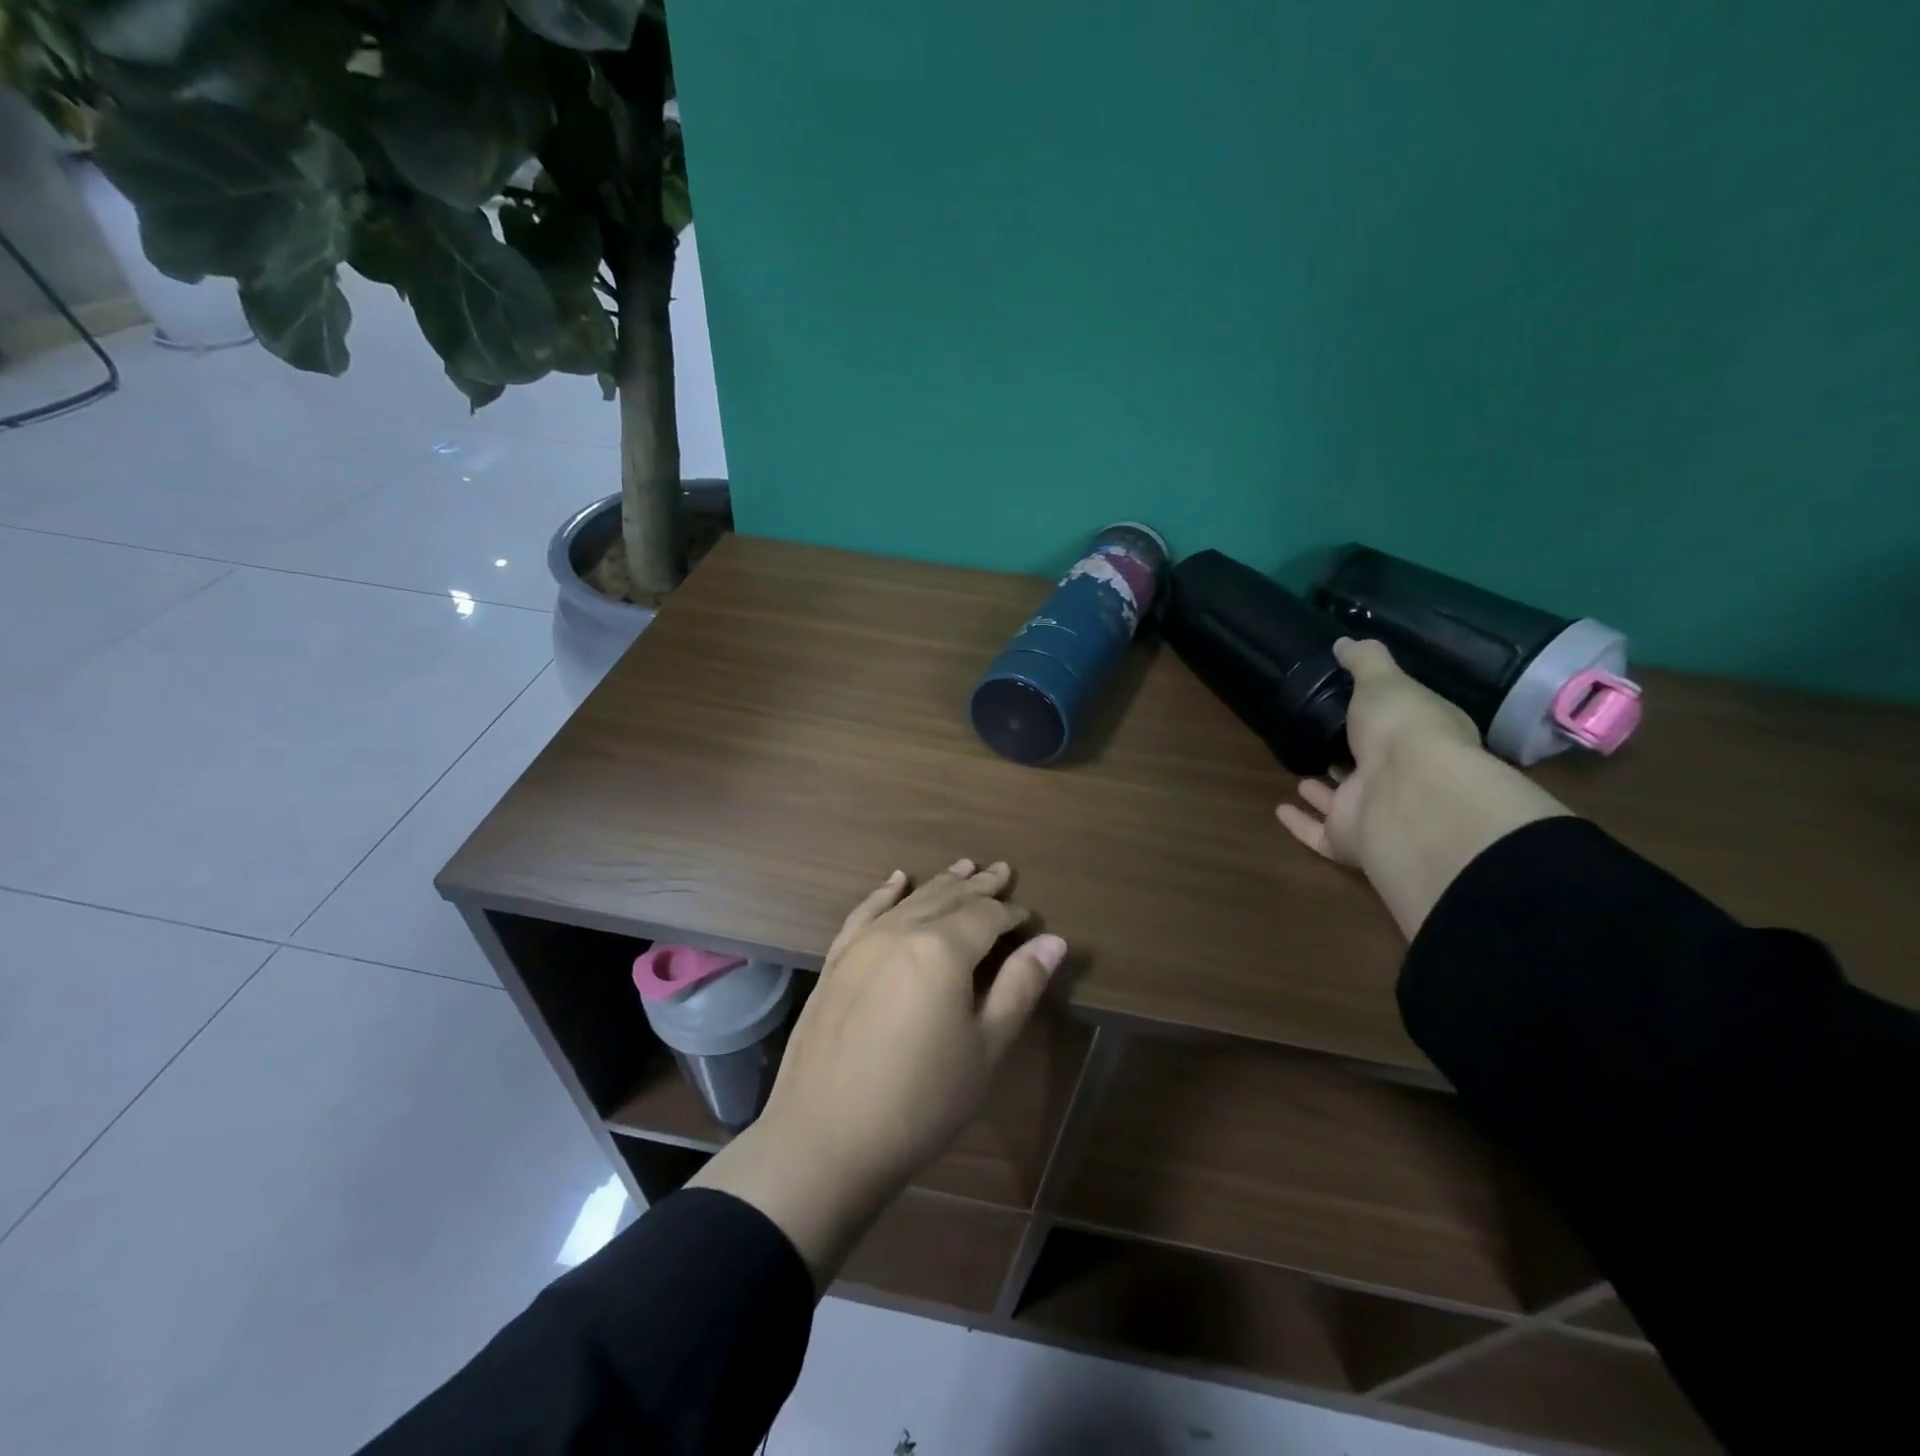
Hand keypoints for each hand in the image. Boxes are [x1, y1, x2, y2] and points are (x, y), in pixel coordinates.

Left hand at [769, 858, 1066, 1190]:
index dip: (1011, 913)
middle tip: (1001, 870)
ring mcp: (862, 942)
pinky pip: (865, 912)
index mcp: (942, 949)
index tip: (1029, 917)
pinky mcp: (836, 960)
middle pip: (948, 897)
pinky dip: (885, 892)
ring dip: (940, 882)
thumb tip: (1052, 941)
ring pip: (911, 899)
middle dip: (979, 885)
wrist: (824, 1138)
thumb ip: (1018, 988)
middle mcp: (901, 931)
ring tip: (963, 865)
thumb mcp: (984, 1049)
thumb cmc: (920, 1102)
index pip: (987, 916)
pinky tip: (896, 880)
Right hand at [1277, 638, 1479, 866]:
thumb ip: (1365, 660)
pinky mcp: (1349, 842)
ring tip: (1301, 775)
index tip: (1355, 707)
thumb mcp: (1384, 680)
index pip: (1404, 728)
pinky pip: (1320, 834)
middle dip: (1352, 758)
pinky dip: (1301, 824)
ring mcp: (1376, 814)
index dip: (1384, 719)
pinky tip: (1280, 810)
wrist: (1408, 793)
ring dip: (1326, 792)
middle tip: (1324, 742)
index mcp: (1422, 742)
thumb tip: (1345, 642)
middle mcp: (1404, 781)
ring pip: (1346, 803)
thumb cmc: (1402, 728)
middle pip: (1374, 768)